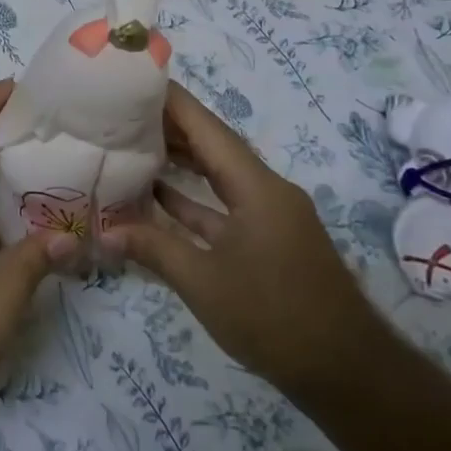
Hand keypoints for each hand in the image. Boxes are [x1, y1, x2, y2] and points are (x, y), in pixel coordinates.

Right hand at [109, 82, 383, 395]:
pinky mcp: (269, 240)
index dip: (173, 102)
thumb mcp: (204, 282)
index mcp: (256, 187)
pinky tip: (160, 196)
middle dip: (171, 127)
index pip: (208, 128)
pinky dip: (195, 199)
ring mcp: (270, 216)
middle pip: (215, 146)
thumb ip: (153, 248)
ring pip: (220, 176)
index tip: (136, 80)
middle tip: (123, 111)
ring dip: (182, 161)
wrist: (345, 371)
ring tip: (135, 143)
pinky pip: (226, 205)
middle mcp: (266, 190)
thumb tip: (105, 230)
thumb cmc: (273, 317)